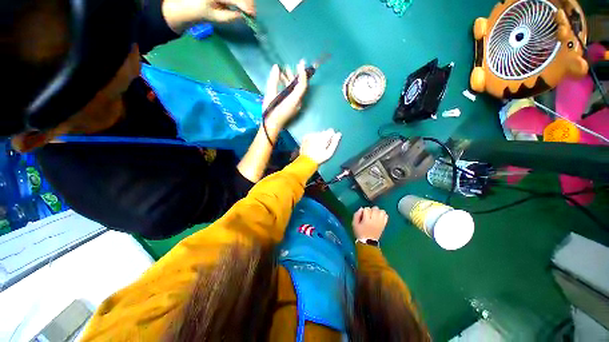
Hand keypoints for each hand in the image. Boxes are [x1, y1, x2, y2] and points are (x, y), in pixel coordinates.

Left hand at [163, 0, 254, 32]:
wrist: (190, 4)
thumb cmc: (202, 12)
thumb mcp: (215, 17)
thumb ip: (229, 16)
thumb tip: (242, 16)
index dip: (244, 5)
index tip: (252, 14)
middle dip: (248, 3)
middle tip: (252, 14)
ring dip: (247, 1)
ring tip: (249, 11)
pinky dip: (243, 1)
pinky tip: (245, 7)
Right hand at [263, 61, 307, 130]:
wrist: (271, 126)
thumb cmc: (270, 112)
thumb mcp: (270, 95)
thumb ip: (273, 81)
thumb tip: (276, 67)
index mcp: (294, 100)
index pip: (302, 85)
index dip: (302, 73)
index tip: (300, 63)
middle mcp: (298, 102)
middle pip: (301, 87)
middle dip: (297, 75)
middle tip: (293, 65)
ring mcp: (296, 105)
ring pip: (297, 90)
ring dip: (291, 80)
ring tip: (284, 71)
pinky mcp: (293, 107)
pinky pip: (294, 94)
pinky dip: (289, 87)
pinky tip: (282, 81)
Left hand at [300, 129, 341, 164]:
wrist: (307, 161)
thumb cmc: (318, 158)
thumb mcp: (329, 152)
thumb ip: (335, 142)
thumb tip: (338, 135)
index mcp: (322, 137)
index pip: (330, 131)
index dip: (331, 137)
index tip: (329, 143)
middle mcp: (315, 134)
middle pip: (324, 132)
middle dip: (325, 138)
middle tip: (323, 147)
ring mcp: (309, 135)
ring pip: (318, 134)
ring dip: (319, 139)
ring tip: (317, 147)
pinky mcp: (305, 137)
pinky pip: (312, 135)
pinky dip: (313, 139)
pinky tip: (312, 146)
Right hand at [352, 207, 387, 240]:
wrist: (368, 242)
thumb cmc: (360, 232)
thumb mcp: (354, 224)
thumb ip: (356, 215)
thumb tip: (361, 208)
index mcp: (367, 221)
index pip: (367, 209)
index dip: (364, 210)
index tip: (363, 215)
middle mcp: (375, 220)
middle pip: (375, 208)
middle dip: (371, 210)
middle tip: (368, 215)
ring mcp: (380, 222)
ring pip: (382, 211)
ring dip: (377, 211)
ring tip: (374, 215)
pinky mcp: (384, 224)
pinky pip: (386, 216)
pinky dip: (382, 215)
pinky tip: (378, 217)